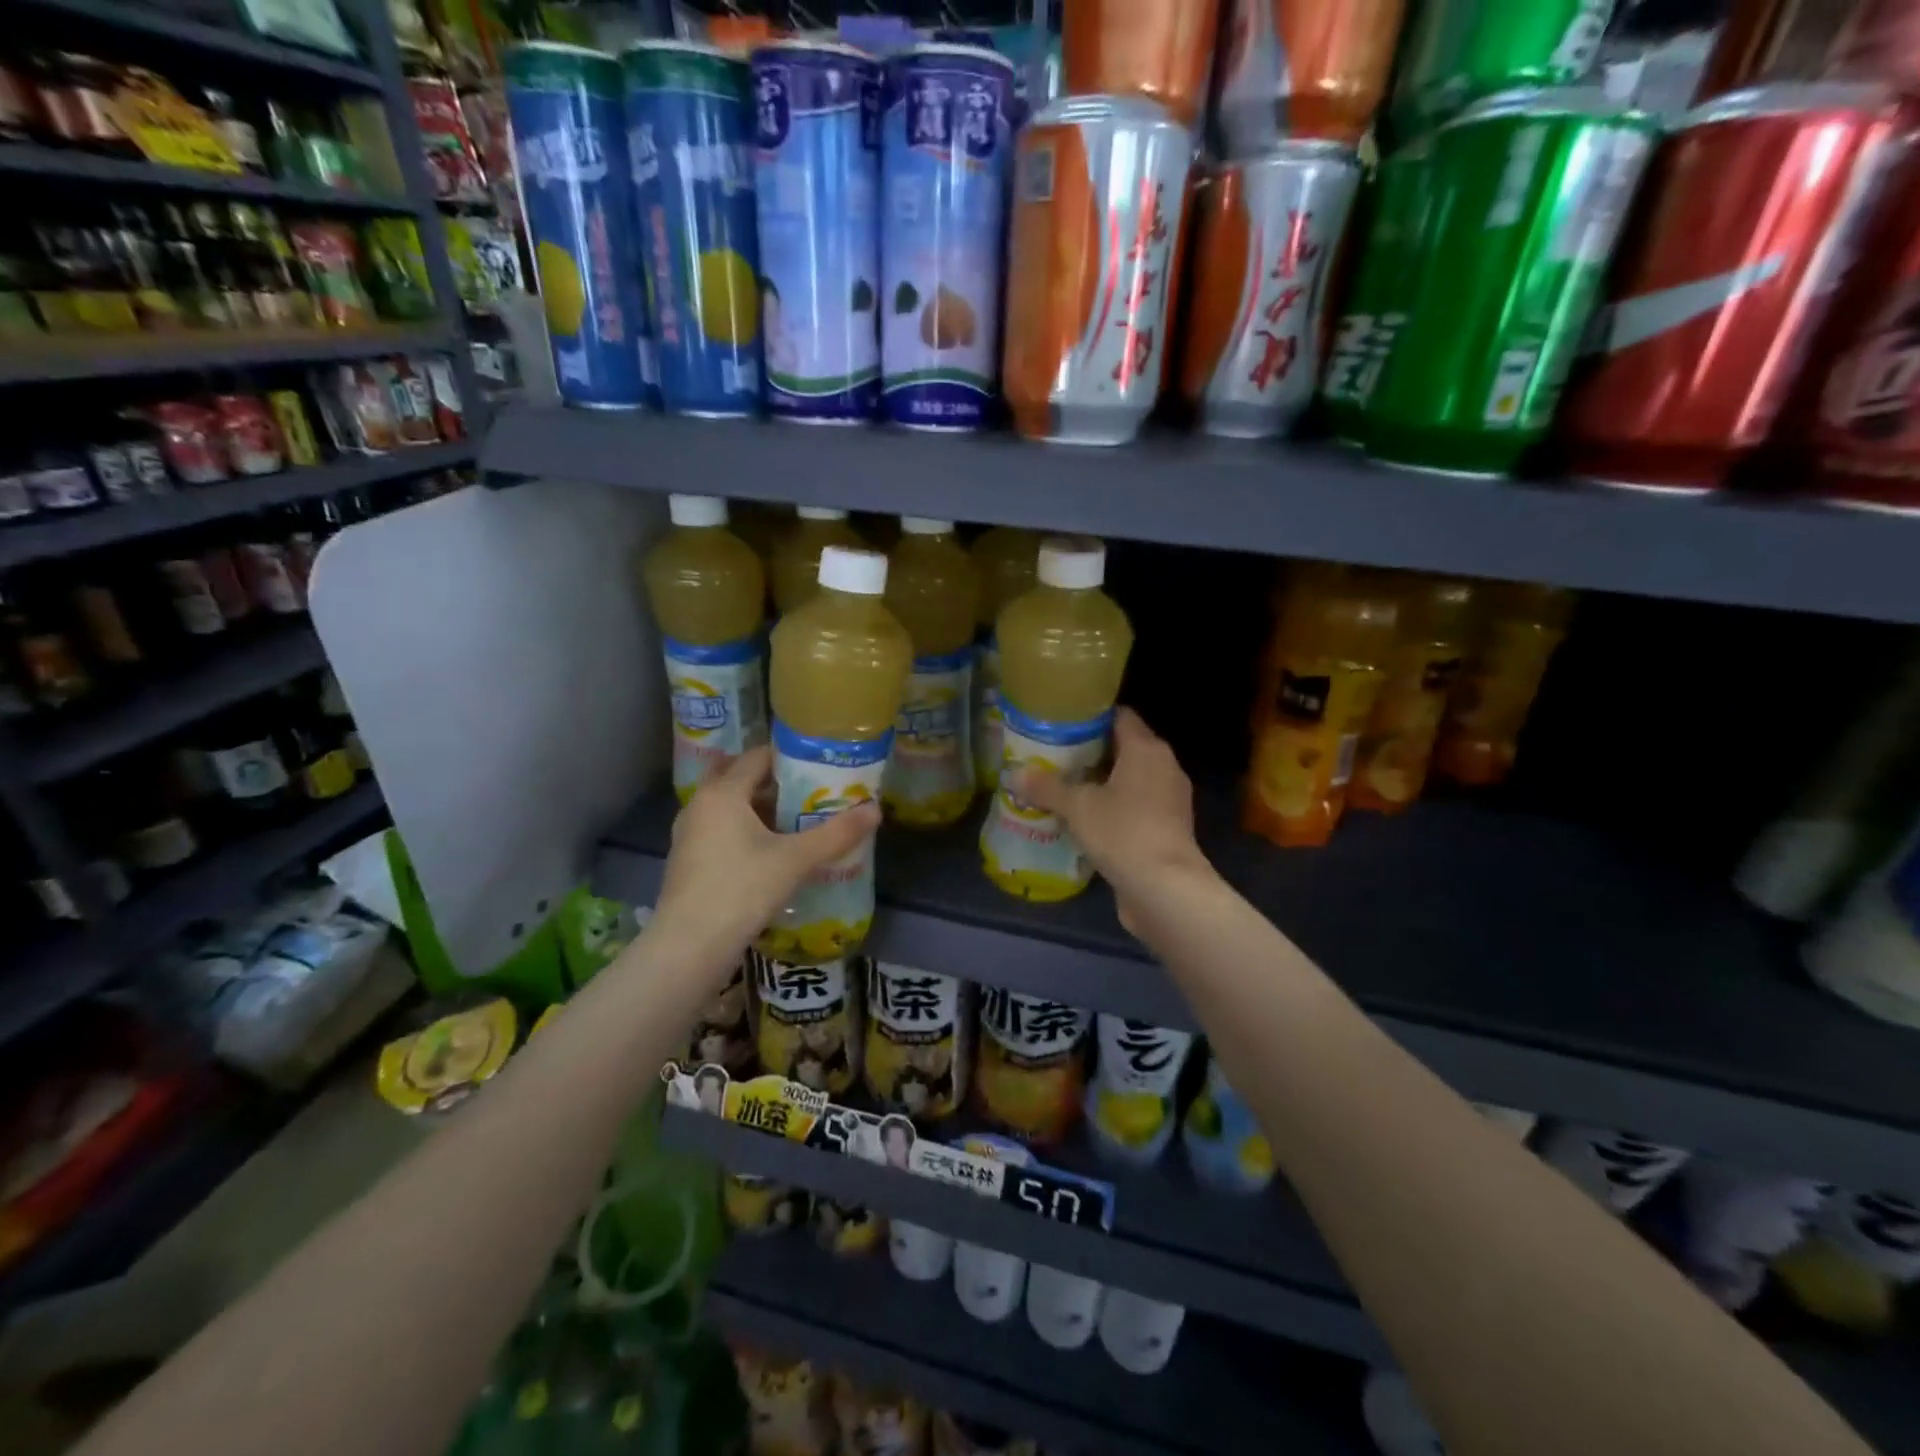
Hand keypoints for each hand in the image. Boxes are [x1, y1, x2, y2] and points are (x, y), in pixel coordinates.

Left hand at [651, 747, 878, 968]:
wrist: (689, 946)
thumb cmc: (742, 890)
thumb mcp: (796, 860)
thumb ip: (836, 833)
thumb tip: (876, 810)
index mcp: (723, 792)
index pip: (758, 756)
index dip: (790, 758)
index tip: (820, 768)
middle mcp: (700, 804)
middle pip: (741, 779)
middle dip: (775, 783)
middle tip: (810, 793)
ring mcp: (689, 834)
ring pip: (730, 807)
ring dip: (760, 809)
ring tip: (797, 822)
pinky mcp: (687, 860)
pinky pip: (721, 830)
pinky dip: (745, 831)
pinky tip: (771, 852)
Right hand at [1015, 708, 1211, 931]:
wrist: (1165, 889)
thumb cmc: (1123, 832)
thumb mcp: (1077, 807)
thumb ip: (1046, 787)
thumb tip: (1016, 774)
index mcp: (1146, 749)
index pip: (1120, 716)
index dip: (1090, 718)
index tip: (1061, 725)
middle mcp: (1164, 767)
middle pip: (1124, 748)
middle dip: (1090, 753)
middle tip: (1053, 758)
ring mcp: (1170, 800)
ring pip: (1130, 780)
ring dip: (1101, 784)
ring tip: (1063, 789)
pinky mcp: (1168, 829)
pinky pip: (1136, 807)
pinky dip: (1113, 809)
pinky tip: (1085, 822)